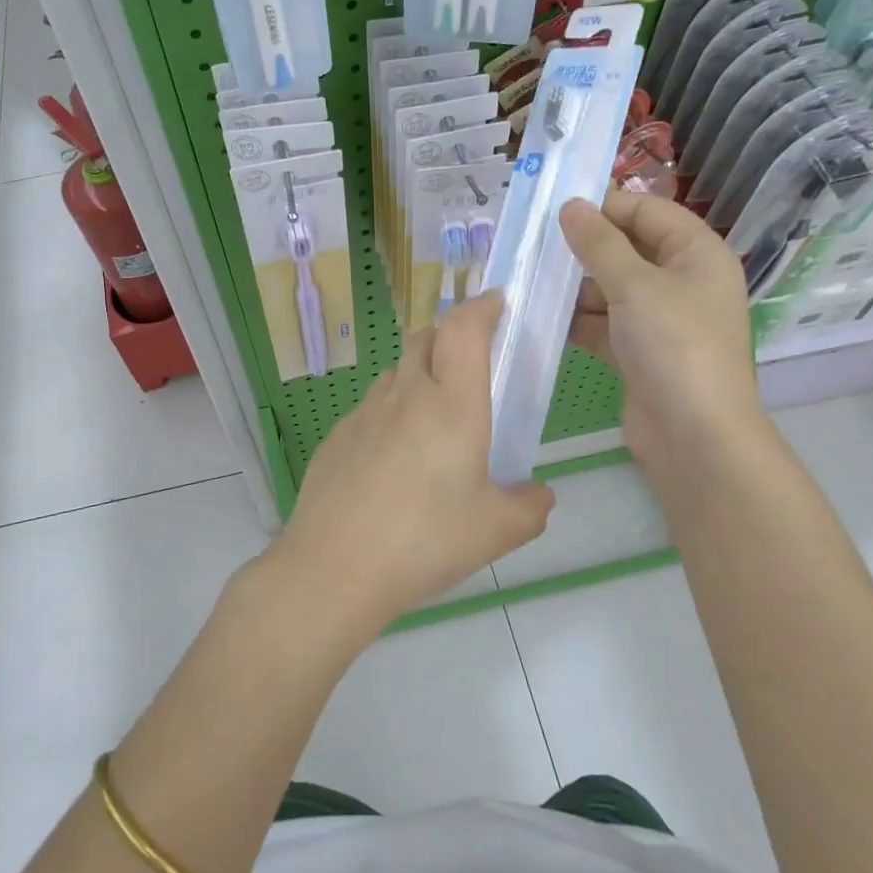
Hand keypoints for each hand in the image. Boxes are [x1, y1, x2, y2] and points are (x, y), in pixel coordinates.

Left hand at [265, 292, 555, 638]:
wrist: (333, 568)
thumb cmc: (424, 541)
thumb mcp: (496, 532)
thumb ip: (530, 506)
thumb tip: (539, 494)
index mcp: (452, 404)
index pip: (464, 328)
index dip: (482, 306)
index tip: (498, 304)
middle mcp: (406, 394)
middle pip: (426, 337)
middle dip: (451, 335)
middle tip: (472, 366)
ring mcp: (364, 412)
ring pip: (397, 371)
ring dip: (420, 374)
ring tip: (435, 419)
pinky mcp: (337, 435)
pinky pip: (372, 407)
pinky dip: (392, 412)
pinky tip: (395, 460)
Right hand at [559, 190, 760, 473]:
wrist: (694, 436)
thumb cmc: (674, 346)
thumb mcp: (635, 286)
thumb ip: (599, 244)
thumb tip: (570, 206)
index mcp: (697, 254)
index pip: (648, 211)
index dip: (606, 206)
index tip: (557, 210)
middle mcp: (682, 281)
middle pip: (627, 250)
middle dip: (583, 250)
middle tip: (534, 246)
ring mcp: (660, 320)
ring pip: (611, 289)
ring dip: (574, 287)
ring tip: (529, 281)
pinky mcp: (639, 352)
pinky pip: (603, 324)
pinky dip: (577, 321)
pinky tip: (540, 317)